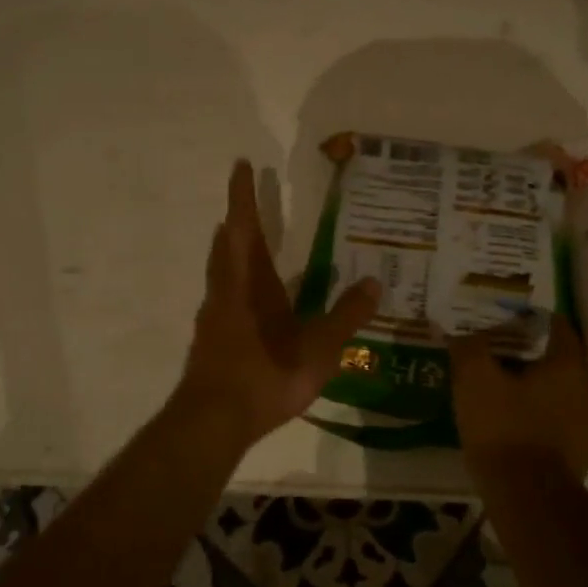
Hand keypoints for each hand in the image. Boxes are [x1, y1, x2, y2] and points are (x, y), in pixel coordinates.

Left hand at [170, 160, 380, 446]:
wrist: (213, 421)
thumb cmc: (266, 375)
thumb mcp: (318, 347)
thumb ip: (346, 315)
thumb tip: (376, 281)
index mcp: (249, 283)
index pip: (244, 227)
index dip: (243, 195)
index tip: (240, 165)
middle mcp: (226, 291)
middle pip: (226, 245)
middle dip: (237, 219)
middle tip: (248, 201)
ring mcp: (214, 317)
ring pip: (221, 271)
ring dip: (233, 250)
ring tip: (251, 243)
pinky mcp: (210, 340)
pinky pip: (224, 297)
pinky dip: (235, 283)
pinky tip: (252, 302)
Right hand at [449, 315, 587, 480]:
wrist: (529, 499)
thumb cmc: (504, 428)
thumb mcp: (474, 379)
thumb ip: (469, 347)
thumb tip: (462, 333)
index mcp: (568, 364)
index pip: (557, 325)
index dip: (530, 318)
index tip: (505, 318)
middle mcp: (586, 389)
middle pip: (558, 358)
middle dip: (529, 352)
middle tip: (496, 351)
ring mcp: (587, 424)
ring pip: (558, 389)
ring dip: (533, 384)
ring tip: (499, 385)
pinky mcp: (579, 452)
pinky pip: (557, 417)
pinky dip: (537, 411)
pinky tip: (511, 419)